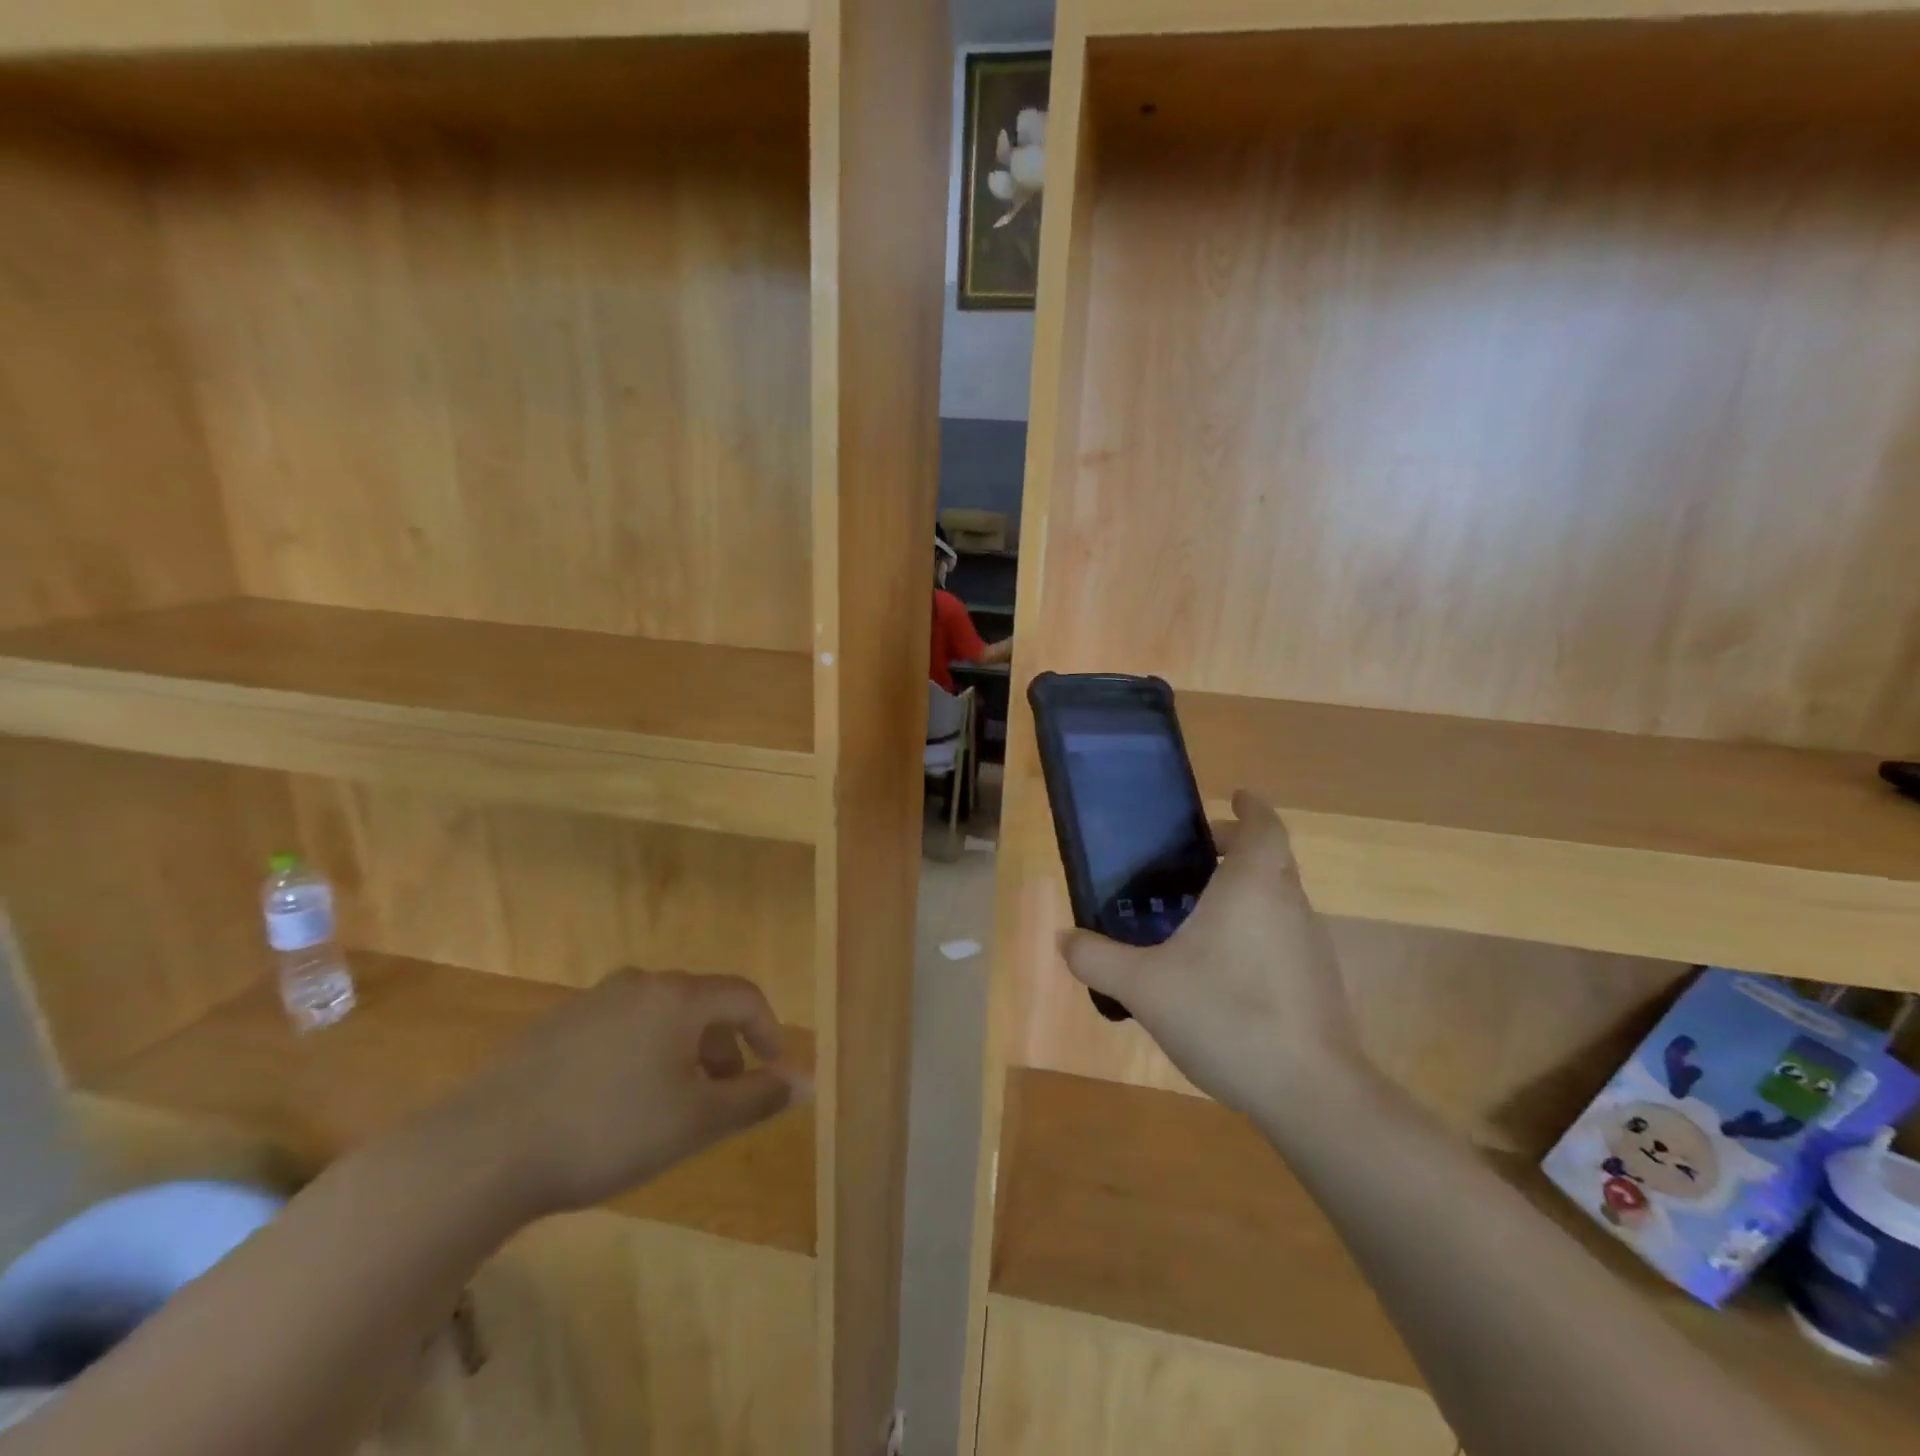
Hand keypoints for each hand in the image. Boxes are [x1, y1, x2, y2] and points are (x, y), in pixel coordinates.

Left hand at [445, 969, 806, 1218]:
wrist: (482, 1151)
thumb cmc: (608, 1130)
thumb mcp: (696, 1122)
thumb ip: (757, 1098)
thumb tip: (807, 1083)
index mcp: (678, 996)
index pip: (745, 995)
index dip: (769, 1031)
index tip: (772, 1073)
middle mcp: (639, 984)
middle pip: (702, 1004)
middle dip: (725, 1047)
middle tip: (724, 1096)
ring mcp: (592, 1002)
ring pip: (660, 1017)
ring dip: (684, 1053)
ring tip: (674, 1105)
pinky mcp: (555, 1027)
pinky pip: (621, 1029)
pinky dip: (642, 1055)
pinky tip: (617, 1105)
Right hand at [1060, 791, 1364, 1117]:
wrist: (1310, 1093)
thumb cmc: (1226, 1014)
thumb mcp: (1143, 986)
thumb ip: (1097, 958)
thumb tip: (1064, 939)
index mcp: (1253, 885)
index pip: (1264, 825)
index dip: (1251, 807)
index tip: (1232, 797)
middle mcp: (1289, 904)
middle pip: (1270, 859)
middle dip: (1236, 849)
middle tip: (1195, 857)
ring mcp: (1311, 944)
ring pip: (1278, 898)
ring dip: (1246, 891)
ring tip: (1199, 913)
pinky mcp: (1318, 982)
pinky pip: (1284, 935)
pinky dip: (1256, 929)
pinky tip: (1222, 968)